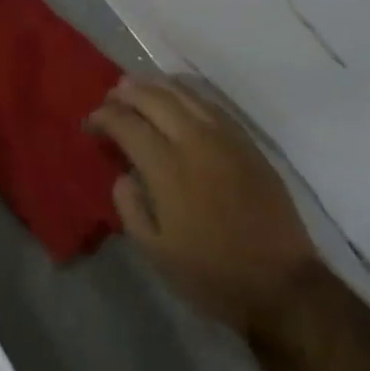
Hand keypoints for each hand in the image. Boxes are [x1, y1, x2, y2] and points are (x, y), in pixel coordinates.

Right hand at [88, 76, 319, 338]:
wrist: (280, 284)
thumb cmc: (211, 273)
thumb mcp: (155, 251)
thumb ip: (130, 207)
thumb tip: (123, 173)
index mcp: (168, 168)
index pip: (127, 124)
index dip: (103, 117)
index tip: (90, 123)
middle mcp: (195, 141)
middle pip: (154, 99)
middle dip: (127, 93)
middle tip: (110, 97)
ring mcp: (226, 138)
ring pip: (185, 94)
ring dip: (156, 86)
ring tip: (138, 87)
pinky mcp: (247, 143)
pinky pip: (211, 105)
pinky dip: (187, 94)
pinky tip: (178, 98)